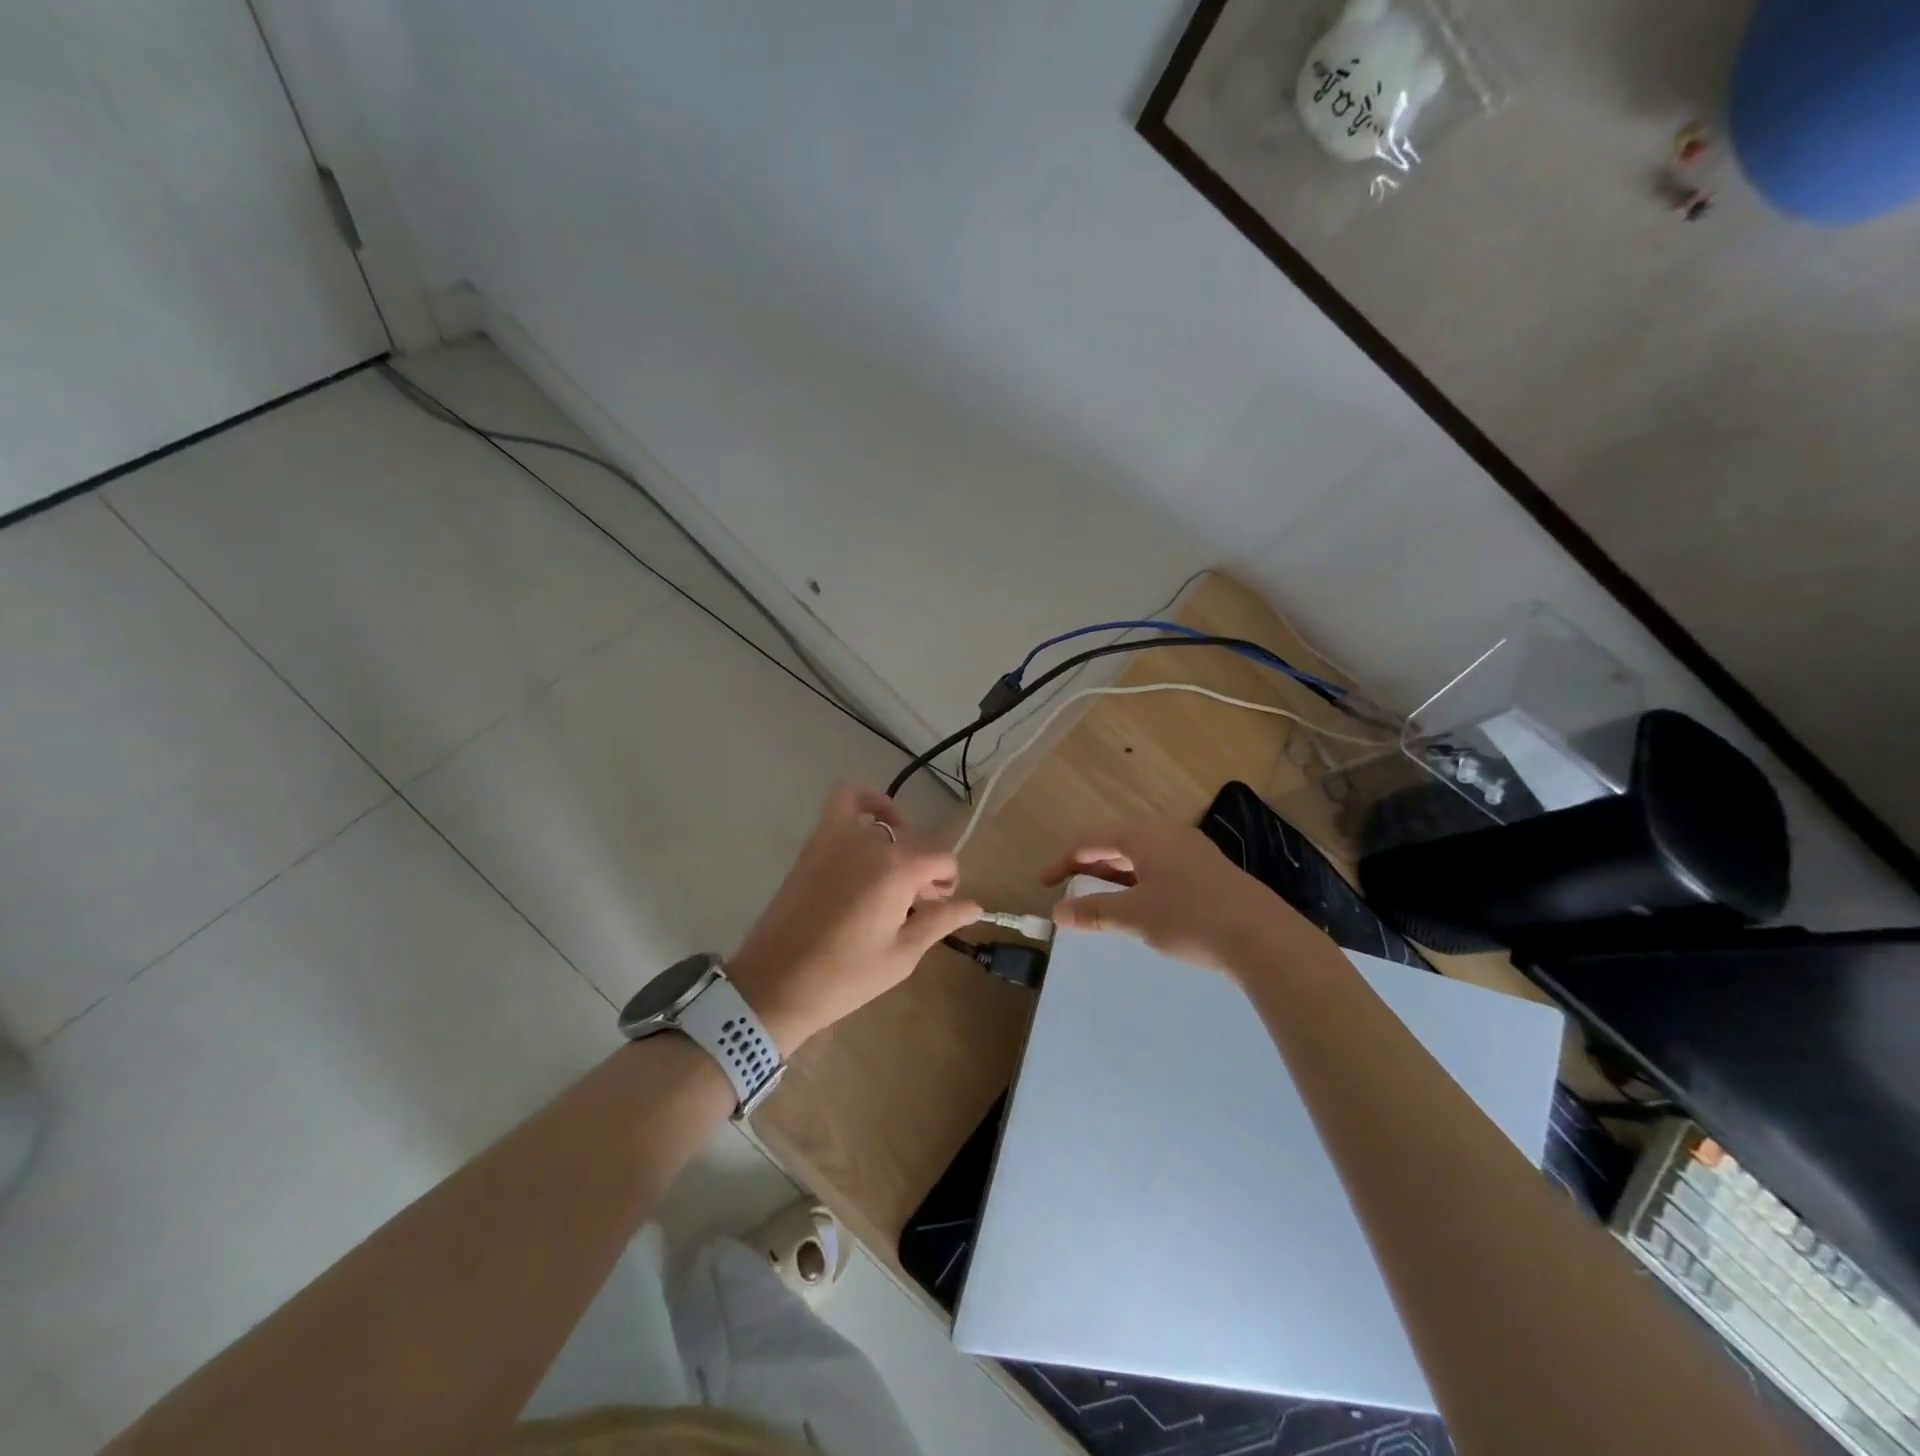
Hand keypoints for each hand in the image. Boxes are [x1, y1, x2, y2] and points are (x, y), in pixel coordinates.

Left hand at [727, 784, 980, 1054]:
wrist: (776, 984)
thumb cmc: (844, 977)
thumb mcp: (902, 955)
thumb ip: (940, 921)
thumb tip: (976, 905)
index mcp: (898, 870)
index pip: (942, 859)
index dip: (947, 883)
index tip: (937, 909)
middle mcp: (872, 842)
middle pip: (916, 843)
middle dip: (925, 870)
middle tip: (915, 906)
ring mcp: (839, 836)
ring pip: (888, 825)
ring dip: (901, 843)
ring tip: (894, 872)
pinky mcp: (816, 840)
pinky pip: (845, 799)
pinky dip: (865, 802)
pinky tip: (873, 825)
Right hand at [1040, 818, 1317, 977]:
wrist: (1263, 938)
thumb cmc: (1190, 918)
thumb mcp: (1135, 916)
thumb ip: (1094, 912)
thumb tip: (1058, 912)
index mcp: (1145, 835)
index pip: (1092, 839)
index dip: (1064, 860)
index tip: (1044, 883)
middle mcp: (1167, 834)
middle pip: (1116, 843)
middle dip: (1089, 866)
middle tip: (1069, 890)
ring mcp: (1191, 851)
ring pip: (1140, 856)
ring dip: (1114, 875)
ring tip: (1099, 900)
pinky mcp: (1208, 871)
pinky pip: (1160, 868)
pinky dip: (1138, 882)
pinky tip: (1139, 906)